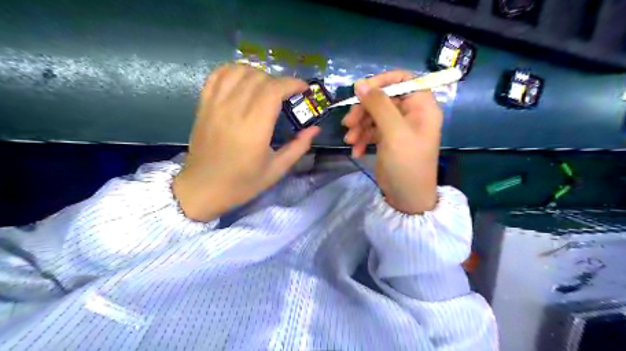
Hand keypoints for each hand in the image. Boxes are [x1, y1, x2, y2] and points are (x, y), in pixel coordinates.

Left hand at [173, 65, 319, 219]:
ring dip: (257, 73)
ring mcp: (215, 105)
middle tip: (286, 95)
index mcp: (254, 128)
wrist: (202, 188)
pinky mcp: (204, 105)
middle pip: (258, 77)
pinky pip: (217, 76)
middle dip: (278, 81)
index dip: (292, 83)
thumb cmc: (242, 183)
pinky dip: (233, 71)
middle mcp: (234, 110)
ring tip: (265, 87)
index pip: (274, 90)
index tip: (303, 89)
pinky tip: (242, 81)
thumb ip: (298, 147)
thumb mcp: (276, 170)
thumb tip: (315, 129)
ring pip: (238, 71)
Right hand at [342, 71, 444, 213]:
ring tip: (350, 140)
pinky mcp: (387, 139)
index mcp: (421, 106)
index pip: (402, 79)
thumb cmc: (407, 164)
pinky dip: (362, 138)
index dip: (381, 82)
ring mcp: (397, 126)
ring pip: (373, 114)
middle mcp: (410, 113)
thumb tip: (360, 83)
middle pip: (382, 98)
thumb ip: (378, 105)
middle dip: (363, 110)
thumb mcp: (394, 133)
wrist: (407, 197)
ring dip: (359, 126)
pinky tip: (357, 151)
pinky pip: (371, 130)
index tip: (360, 91)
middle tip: (348, 123)